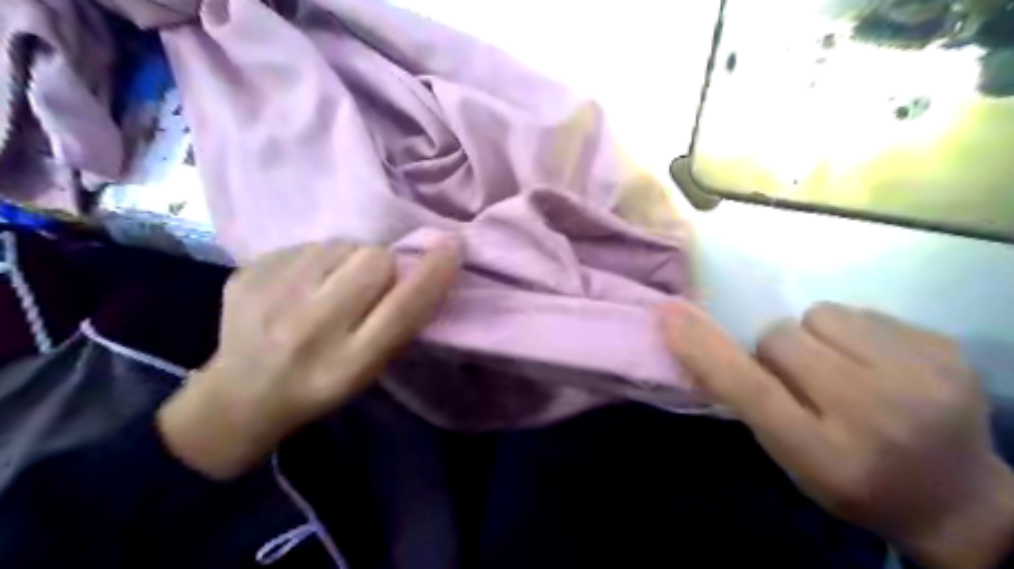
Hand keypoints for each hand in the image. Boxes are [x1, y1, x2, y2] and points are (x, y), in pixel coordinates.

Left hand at [158, 237, 462, 479]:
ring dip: (347, 260)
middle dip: (382, 265)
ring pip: (341, 245)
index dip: (434, 273)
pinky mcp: (247, 275)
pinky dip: (314, 259)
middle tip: (367, 285)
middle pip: (374, 259)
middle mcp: (311, 329)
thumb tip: (420, 264)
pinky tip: (299, 285)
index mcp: (350, 362)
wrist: (239, 397)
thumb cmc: (321, 386)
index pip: (404, 307)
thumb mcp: (370, 369)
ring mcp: (272, 298)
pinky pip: (306, 244)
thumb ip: (397, 322)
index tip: (451, 246)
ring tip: (329, 286)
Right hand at [662, 300, 1013, 566]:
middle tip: (803, 380)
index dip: (705, 350)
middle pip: (780, 336)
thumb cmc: (852, 481)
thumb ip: (747, 401)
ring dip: (816, 337)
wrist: (959, 499)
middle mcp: (876, 414)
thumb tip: (698, 339)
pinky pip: (862, 311)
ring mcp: (921, 377)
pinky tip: (879, 365)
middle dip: (778, 352)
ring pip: (819, 314)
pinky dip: (856, 333)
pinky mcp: (946, 349)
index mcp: (824, 454)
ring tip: (843, 369)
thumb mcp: (787, 455)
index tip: (670, 314)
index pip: (750, 390)